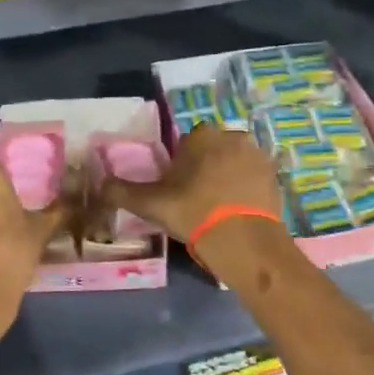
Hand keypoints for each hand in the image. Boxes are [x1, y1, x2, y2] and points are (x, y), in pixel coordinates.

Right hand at [97, 124, 283, 245]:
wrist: (242, 238)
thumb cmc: (192, 212)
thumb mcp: (150, 204)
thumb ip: (121, 191)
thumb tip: (99, 184)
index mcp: (201, 136)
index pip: (189, 142)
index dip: (182, 163)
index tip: (179, 186)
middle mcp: (232, 136)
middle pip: (214, 149)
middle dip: (207, 166)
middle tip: (198, 198)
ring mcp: (257, 155)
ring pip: (236, 161)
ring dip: (229, 176)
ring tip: (220, 206)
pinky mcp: (274, 175)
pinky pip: (255, 177)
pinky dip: (247, 189)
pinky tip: (239, 211)